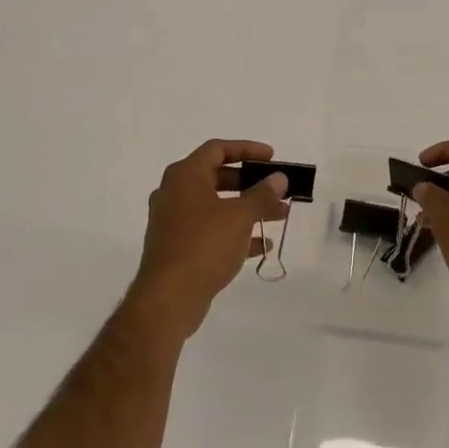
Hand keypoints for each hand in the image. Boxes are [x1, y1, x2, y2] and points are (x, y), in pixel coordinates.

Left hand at [128, 139, 288, 340]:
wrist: (168, 298)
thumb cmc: (204, 245)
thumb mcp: (239, 216)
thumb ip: (262, 195)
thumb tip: (279, 178)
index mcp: (184, 176)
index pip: (217, 149)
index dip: (247, 149)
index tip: (272, 158)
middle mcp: (175, 193)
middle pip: (218, 177)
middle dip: (251, 184)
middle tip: (278, 190)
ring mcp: (174, 222)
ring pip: (217, 206)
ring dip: (248, 209)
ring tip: (280, 216)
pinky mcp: (178, 247)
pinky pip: (211, 231)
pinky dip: (235, 233)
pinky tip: (262, 246)